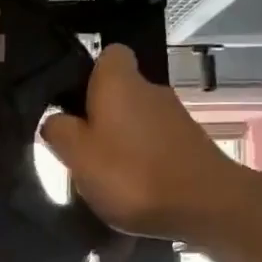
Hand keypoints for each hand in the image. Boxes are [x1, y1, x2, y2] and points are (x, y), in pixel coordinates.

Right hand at [41, 45, 256, 241]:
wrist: (207, 207)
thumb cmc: (132, 174)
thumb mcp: (77, 155)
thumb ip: (59, 131)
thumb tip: (55, 119)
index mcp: (120, 82)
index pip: (108, 54)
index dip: (88, 74)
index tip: (72, 103)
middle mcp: (150, 89)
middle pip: (119, 91)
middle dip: (99, 114)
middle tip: (79, 146)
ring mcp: (175, 117)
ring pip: (136, 118)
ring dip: (120, 139)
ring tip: (103, 173)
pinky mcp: (190, 144)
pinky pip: (154, 142)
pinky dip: (142, 158)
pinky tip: (133, 186)